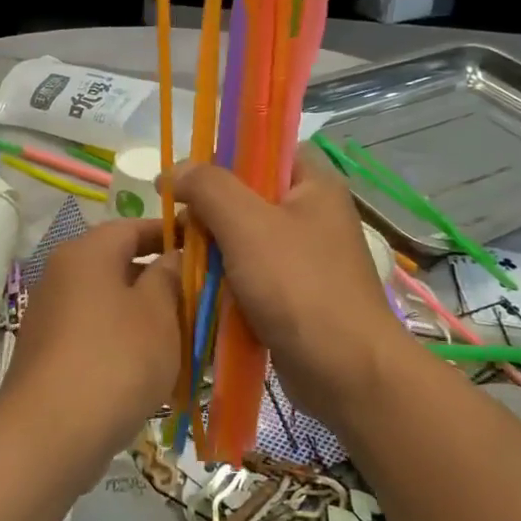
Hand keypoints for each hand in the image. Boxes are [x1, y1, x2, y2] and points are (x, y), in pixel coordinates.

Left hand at [0, 219, 182, 462]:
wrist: (49, 434)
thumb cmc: (115, 360)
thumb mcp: (157, 312)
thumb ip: (169, 276)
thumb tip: (172, 256)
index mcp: (87, 253)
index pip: (133, 227)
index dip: (170, 233)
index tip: (205, 247)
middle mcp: (63, 275)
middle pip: (120, 264)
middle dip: (163, 279)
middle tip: (203, 297)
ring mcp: (53, 316)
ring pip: (111, 303)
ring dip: (147, 315)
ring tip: (188, 336)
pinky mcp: (52, 354)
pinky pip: (98, 334)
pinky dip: (126, 342)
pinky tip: (155, 368)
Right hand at [170, 158, 409, 435]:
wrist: (346, 373)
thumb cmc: (299, 288)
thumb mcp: (247, 225)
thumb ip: (209, 188)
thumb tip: (174, 171)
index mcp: (314, 184)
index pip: (266, 147)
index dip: (226, 154)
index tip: (189, 177)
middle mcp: (312, 215)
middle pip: (248, 194)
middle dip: (210, 209)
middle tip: (179, 226)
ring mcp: (304, 257)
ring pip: (244, 237)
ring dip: (213, 248)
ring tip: (183, 259)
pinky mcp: (293, 294)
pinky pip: (250, 273)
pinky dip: (225, 279)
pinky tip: (201, 290)